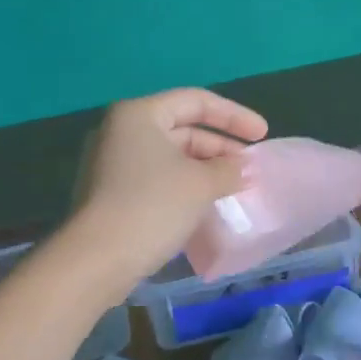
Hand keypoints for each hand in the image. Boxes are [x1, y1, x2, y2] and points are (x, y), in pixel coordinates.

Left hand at [61, 88, 267, 301]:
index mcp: (140, 114)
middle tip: (250, 166)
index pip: (196, 101)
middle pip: (181, 127)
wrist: (97, 258)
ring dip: (204, 168)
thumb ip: (228, 170)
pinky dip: (184, 184)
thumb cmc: (152, 206)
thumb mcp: (200, 184)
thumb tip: (244, 168)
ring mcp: (112, 163)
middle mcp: (121, 131)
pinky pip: (156, 178)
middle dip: (220, 146)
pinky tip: (206, 203)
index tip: (263, 135)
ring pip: (169, 156)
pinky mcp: (111, 193)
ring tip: (234, 186)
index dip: (234, 116)